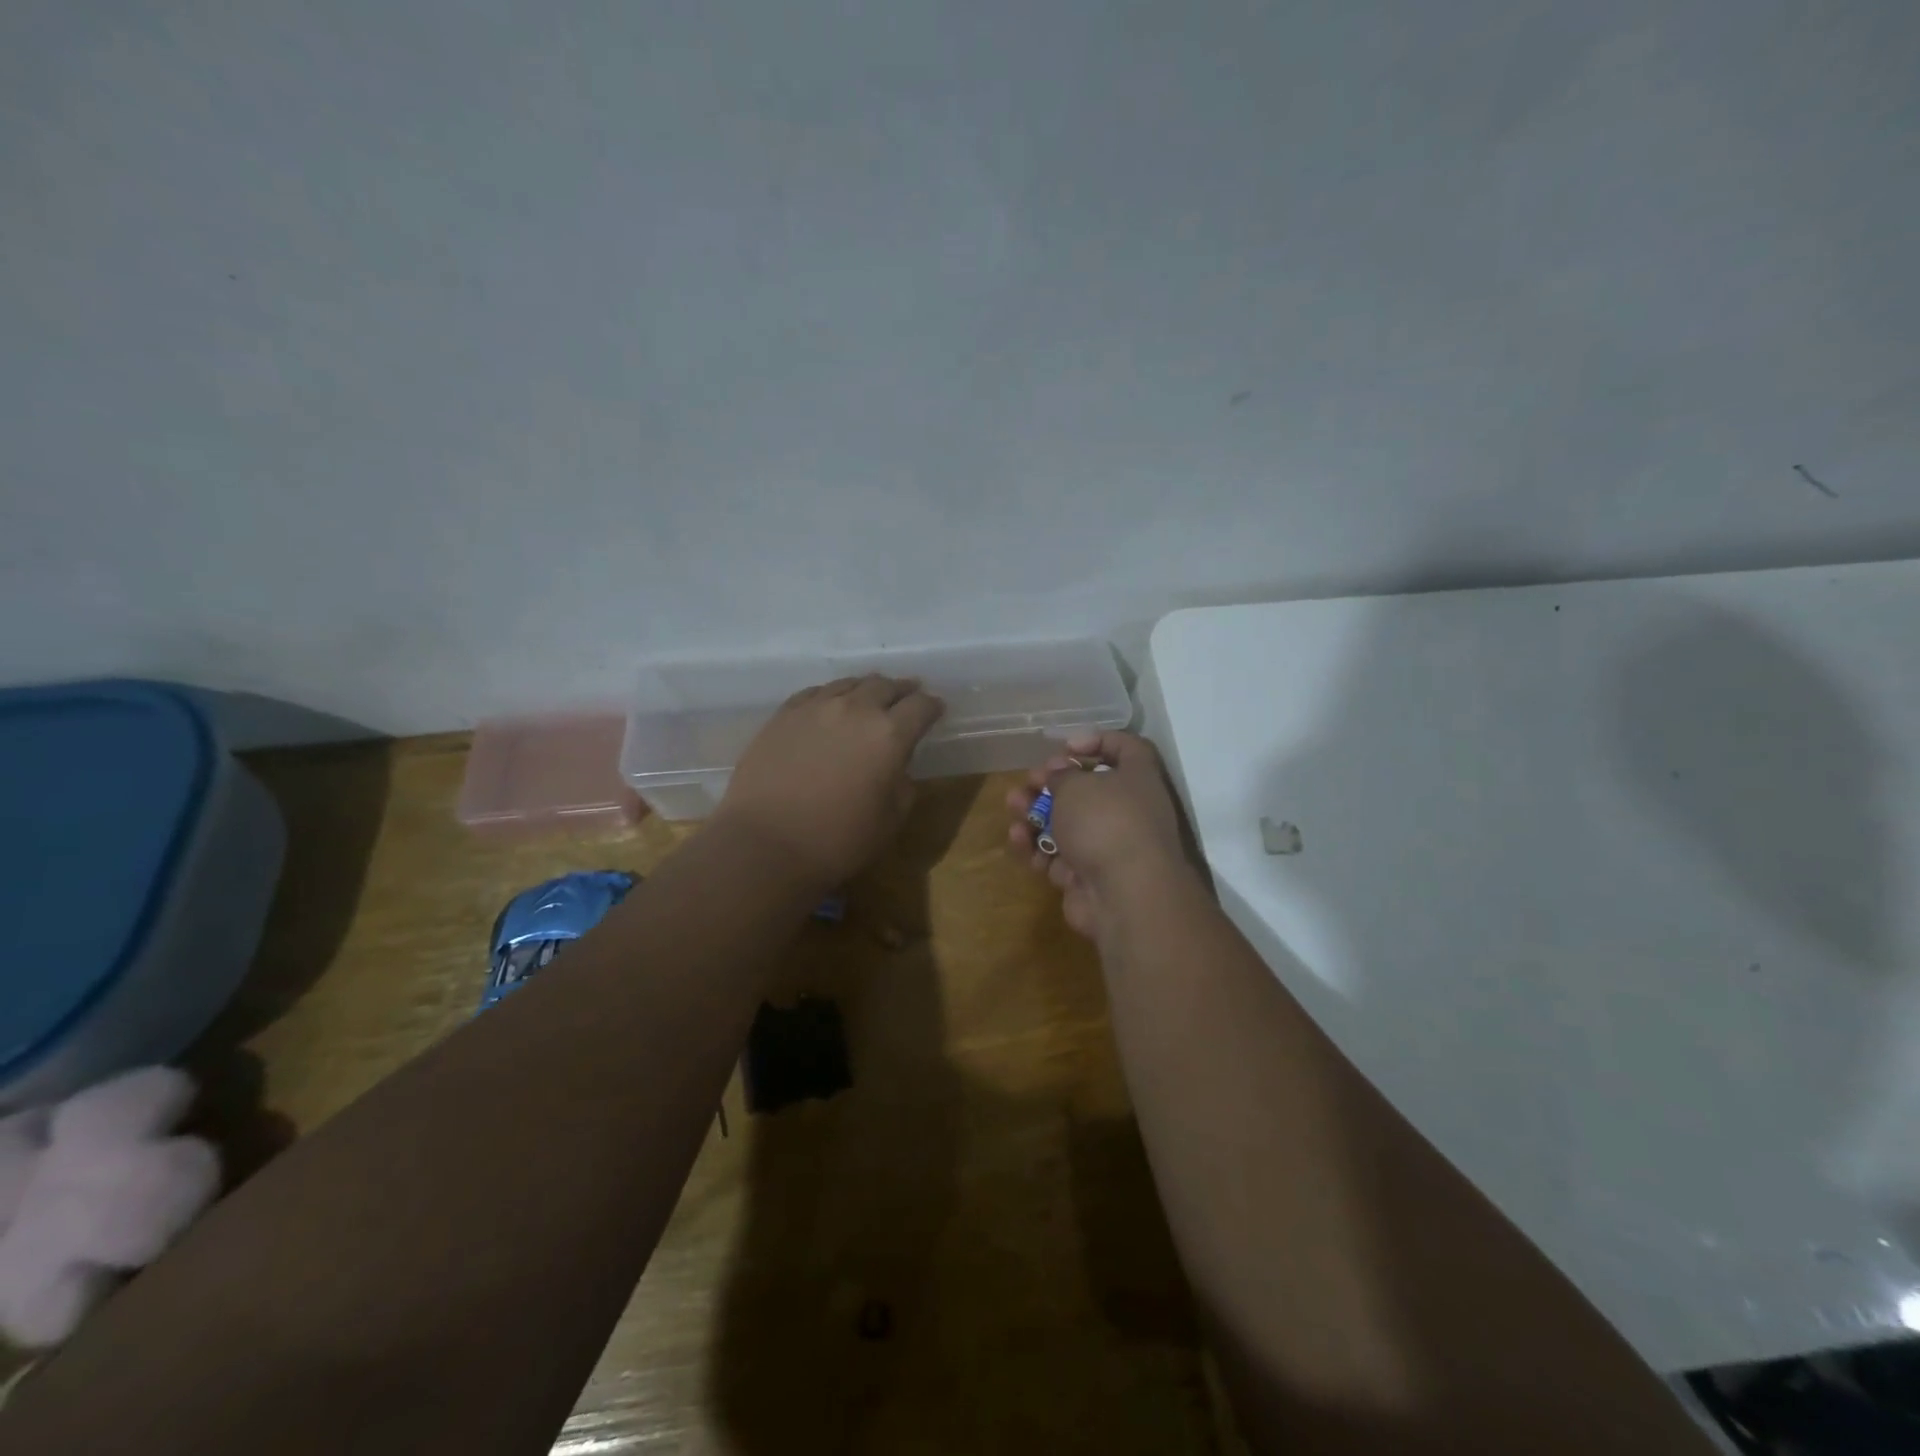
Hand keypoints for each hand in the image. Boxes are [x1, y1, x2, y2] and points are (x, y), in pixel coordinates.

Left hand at [716, 674, 944, 887]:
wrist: (766, 844)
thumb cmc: (838, 840)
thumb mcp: (891, 819)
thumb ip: (903, 782)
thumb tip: (897, 765)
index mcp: (890, 735)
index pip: (921, 706)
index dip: (933, 706)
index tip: (936, 710)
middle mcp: (855, 709)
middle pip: (886, 686)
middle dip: (903, 690)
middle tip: (909, 696)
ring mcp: (815, 707)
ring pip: (849, 684)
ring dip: (867, 689)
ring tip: (871, 697)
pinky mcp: (783, 715)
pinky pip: (815, 693)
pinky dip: (833, 695)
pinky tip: (831, 705)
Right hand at [1006, 731, 1193, 938]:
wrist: (1125, 895)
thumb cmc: (1106, 822)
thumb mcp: (1076, 785)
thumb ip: (1062, 774)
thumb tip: (1059, 771)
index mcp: (1138, 778)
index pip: (1126, 748)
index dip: (1097, 741)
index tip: (1066, 747)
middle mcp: (1129, 811)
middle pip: (1087, 790)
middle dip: (1052, 785)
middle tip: (1028, 782)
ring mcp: (1109, 847)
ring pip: (1068, 825)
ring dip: (1037, 814)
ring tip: (1014, 808)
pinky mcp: (1089, 877)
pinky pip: (1060, 857)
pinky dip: (1038, 849)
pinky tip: (1019, 841)